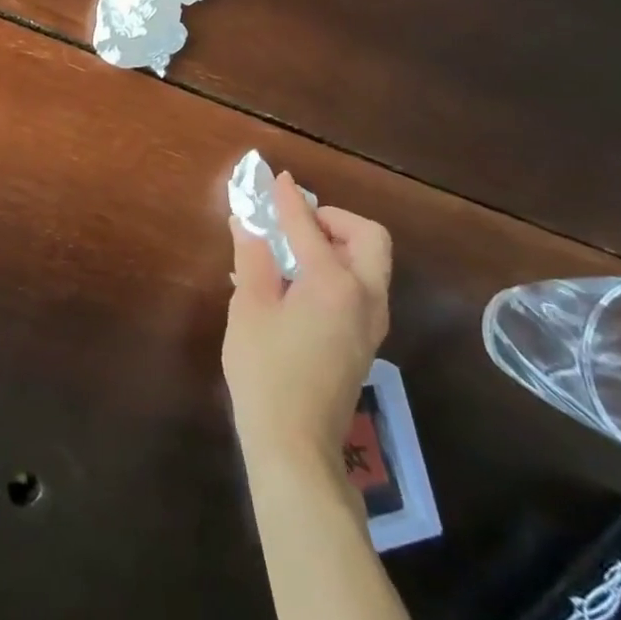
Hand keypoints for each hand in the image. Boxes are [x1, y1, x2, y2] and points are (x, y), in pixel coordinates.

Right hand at [223, 173, 390, 483]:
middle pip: (368, 238)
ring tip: (293, 250)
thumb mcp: (249, 307)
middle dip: (335, 220)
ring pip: (370, 264)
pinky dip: (338, 271)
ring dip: (339, 245)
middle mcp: (365, 297)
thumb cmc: (265, 369)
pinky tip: (298, 284)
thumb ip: (253, 259)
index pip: (309, 227)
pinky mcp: (365, 342)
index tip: (276, 178)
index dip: (289, 200)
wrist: (294, 441)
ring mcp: (371, 323)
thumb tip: (248, 223)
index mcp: (335, 284)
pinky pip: (361, 288)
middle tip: (297, 222)